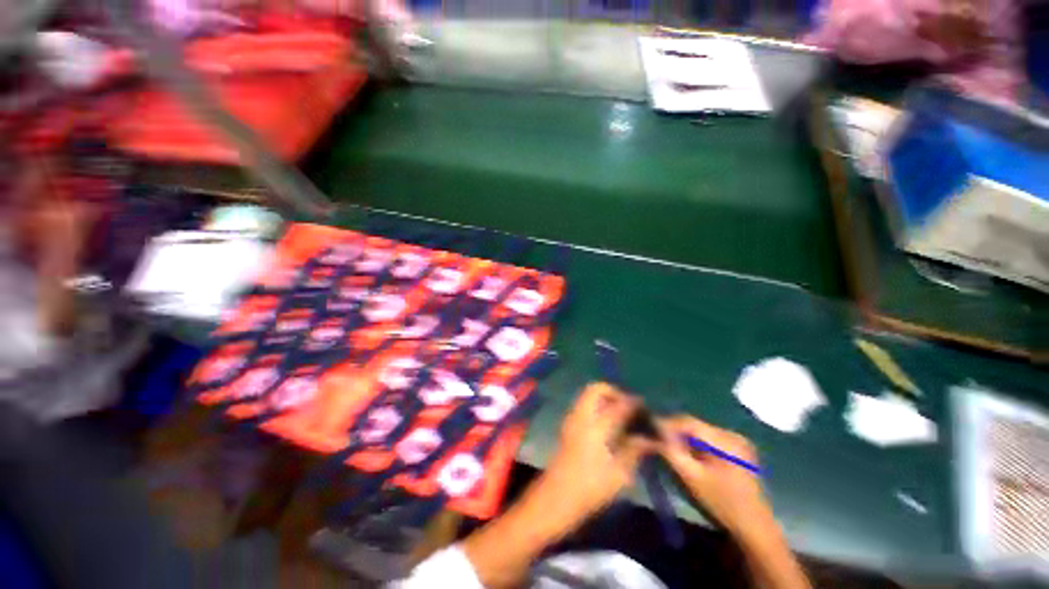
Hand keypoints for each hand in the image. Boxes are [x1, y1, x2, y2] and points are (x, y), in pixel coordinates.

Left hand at [461, 383, 653, 587]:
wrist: (555, 498)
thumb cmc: (589, 489)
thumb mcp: (619, 474)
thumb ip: (635, 450)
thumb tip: (650, 438)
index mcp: (596, 426)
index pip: (619, 405)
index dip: (634, 403)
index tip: (646, 408)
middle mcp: (582, 415)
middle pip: (596, 389)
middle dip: (614, 392)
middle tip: (628, 408)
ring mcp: (572, 419)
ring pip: (588, 396)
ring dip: (605, 399)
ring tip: (621, 416)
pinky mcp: (568, 426)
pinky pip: (584, 406)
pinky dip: (597, 407)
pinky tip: (608, 426)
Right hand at [659, 416, 771, 538]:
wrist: (754, 527)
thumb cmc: (721, 504)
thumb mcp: (691, 478)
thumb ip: (671, 452)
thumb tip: (653, 434)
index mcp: (725, 440)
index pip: (688, 421)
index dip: (667, 424)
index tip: (651, 431)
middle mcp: (733, 434)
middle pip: (695, 425)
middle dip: (675, 432)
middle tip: (659, 442)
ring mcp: (738, 441)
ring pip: (701, 431)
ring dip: (685, 438)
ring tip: (673, 450)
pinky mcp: (739, 449)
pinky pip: (710, 438)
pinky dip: (697, 444)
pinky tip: (691, 456)